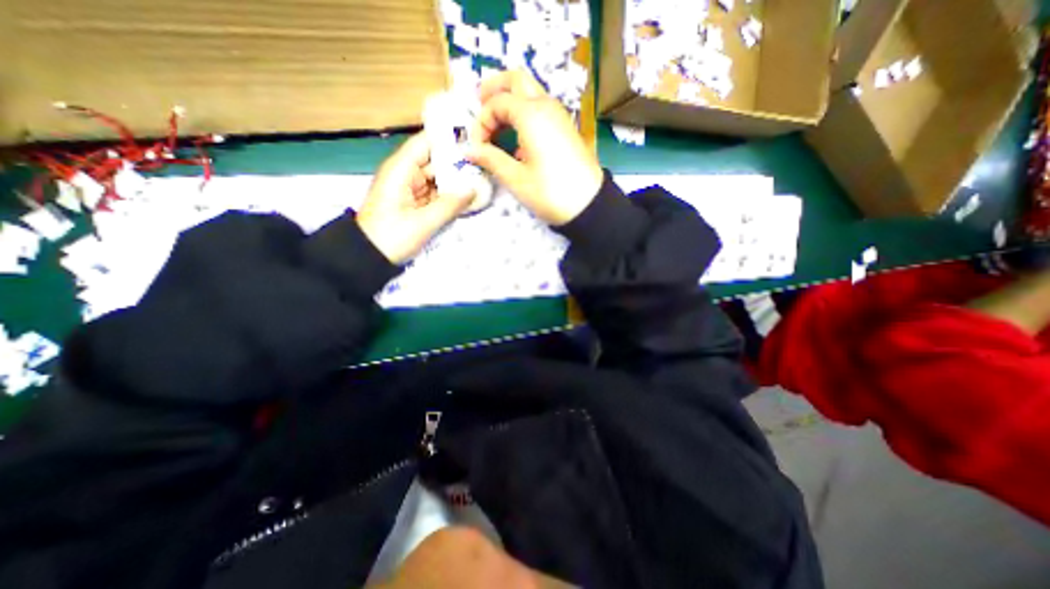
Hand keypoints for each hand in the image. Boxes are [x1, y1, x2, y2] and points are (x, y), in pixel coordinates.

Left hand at [363, 132, 475, 263]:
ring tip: (483, 180)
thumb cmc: (391, 237)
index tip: (476, 139)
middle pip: (436, 160)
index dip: (450, 138)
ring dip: (457, 180)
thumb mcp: (423, 223)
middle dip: (459, 163)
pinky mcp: (415, 201)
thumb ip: (450, 205)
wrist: (368, 256)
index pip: (427, 142)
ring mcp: (411, 188)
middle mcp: (406, 173)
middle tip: (486, 166)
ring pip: (438, 177)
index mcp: (402, 169)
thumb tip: (474, 189)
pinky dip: (450, 194)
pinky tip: (469, 196)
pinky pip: (436, 192)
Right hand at [465, 68, 602, 224]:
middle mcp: (546, 106)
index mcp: (531, 114)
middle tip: (479, 107)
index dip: (481, 122)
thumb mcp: (516, 178)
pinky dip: (524, 114)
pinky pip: (541, 110)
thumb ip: (491, 159)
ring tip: (496, 127)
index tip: (477, 147)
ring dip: (510, 102)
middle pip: (516, 80)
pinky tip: (518, 141)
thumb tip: (469, 151)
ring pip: (530, 93)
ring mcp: (559, 116)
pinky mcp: (565, 129)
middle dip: (494, 89)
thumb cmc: (550, 192)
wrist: (589, 204)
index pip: (497, 102)